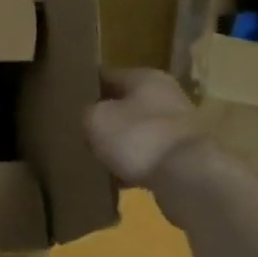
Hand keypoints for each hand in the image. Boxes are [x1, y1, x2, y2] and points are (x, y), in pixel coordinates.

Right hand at [84, 68, 208, 187]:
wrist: (188, 177)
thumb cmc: (138, 137)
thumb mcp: (96, 119)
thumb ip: (87, 113)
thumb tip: (91, 117)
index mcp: (145, 77)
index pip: (107, 75)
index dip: (87, 88)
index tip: (69, 102)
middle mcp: (167, 95)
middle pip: (126, 105)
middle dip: (106, 120)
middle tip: (82, 135)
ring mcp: (179, 127)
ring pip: (138, 132)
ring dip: (121, 145)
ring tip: (98, 161)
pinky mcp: (184, 156)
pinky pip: (150, 157)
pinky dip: (136, 167)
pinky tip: (119, 181)